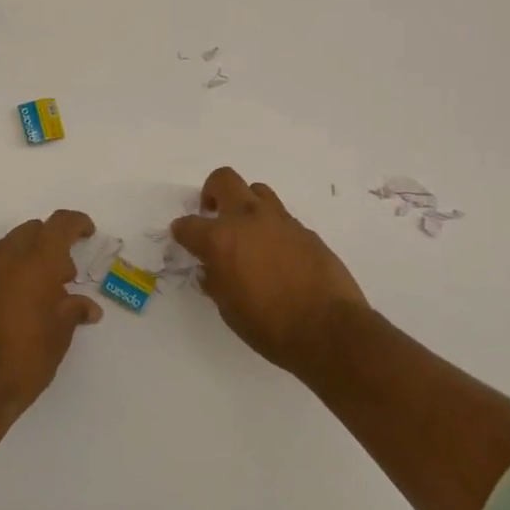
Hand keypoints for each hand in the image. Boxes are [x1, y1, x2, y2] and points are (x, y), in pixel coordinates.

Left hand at [0, 209, 102, 420]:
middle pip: (35, 230)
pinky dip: (15, 268)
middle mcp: (9, 256)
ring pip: (14, 244)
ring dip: (32, 254)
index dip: (77, 223)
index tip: (89, 233)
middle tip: (67, 274)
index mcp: (37, 260)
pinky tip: (25, 300)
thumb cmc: (26, 358)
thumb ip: (74, 310)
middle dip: (54, 242)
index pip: (60, 224)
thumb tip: (88, 307)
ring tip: (47, 290)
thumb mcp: (60, 334)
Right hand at [171, 167, 368, 375]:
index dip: (181, 231)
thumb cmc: (270, 326)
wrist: (328, 329)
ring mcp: (279, 220)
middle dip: (212, 193)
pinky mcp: (305, 230)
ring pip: (256, 190)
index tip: (182, 237)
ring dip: (245, 204)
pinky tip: (276, 253)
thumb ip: (216, 281)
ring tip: (247, 230)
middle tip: (212, 214)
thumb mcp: (229, 310)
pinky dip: (271, 227)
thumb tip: (212, 269)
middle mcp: (248, 219)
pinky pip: (281, 217)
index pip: (188, 225)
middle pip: (223, 180)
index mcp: (220, 239)